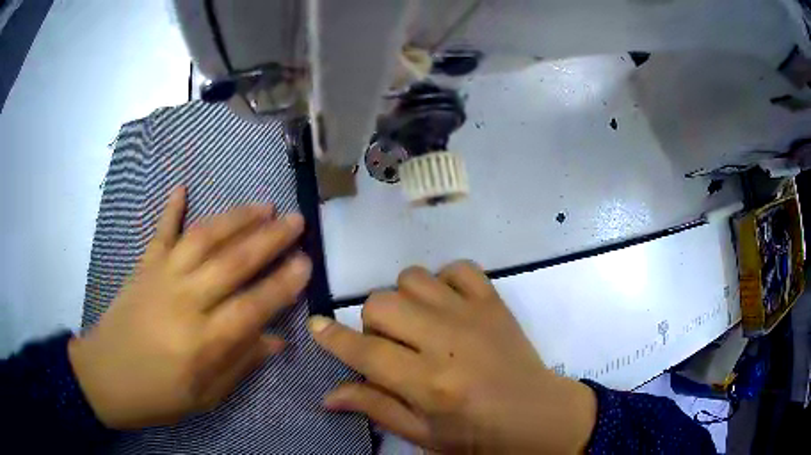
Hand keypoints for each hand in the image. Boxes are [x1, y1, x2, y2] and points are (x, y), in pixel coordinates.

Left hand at [68, 187, 311, 428]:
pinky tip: (183, 187)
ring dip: (235, 218)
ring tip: (262, 205)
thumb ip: (240, 364)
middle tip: (296, 220)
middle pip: (233, 262)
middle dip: (270, 239)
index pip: (253, 306)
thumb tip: (275, 340)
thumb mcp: (205, 396)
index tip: (306, 263)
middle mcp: (185, 302)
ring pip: (203, 238)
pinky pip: (160, 231)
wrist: (105, 376)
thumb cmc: (158, 395)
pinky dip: (171, 207)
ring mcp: (161, 277)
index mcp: (203, 342)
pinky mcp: (143, 266)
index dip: (283, 283)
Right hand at [309, 261, 596, 453]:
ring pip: (412, 278)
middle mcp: (446, 342)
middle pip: (381, 304)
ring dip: (403, 299)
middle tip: (388, 345)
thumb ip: (376, 408)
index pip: (364, 351)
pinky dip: (443, 281)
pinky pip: (457, 267)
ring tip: (417, 324)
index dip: (332, 337)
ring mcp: (473, 314)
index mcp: (428, 383)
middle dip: (371, 324)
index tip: (316, 326)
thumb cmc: (478, 436)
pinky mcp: (495, 301)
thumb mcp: (423, 435)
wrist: (540, 417)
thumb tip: (329, 394)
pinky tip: (447, 306)